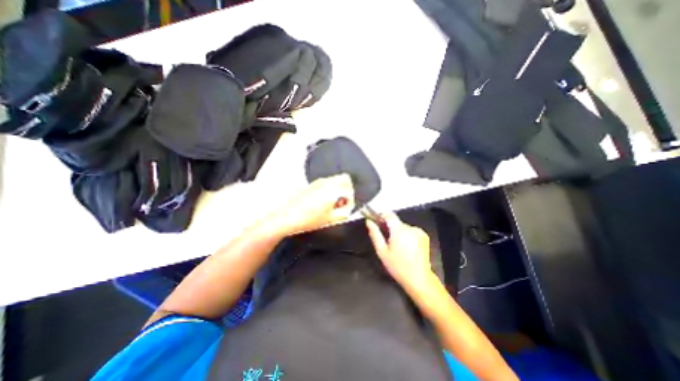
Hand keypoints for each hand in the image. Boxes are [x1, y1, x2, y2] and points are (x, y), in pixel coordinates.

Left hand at [271, 175, 355, 235]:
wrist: (287, 217)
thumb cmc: (306, 219)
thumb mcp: (331, 219)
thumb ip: (344, 212)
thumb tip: (348, 208)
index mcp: (333, 190)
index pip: (350, 190)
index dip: (351, 201)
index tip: (347, 207)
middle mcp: (326, 182)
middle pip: (345, 178)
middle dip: (347, 189)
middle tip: (344, 201)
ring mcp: (318, 182)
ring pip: (335, 179)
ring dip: (339, 188)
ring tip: (333, 202)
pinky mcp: (312, 184)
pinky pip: (326, 182)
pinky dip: (330, 188)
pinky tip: (325, 201)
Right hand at [366, 212, 435, 295]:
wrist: (418, 278)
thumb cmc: (397, 266)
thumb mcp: (382, 251)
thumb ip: (374, 234)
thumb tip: (368, 222)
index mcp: (399, 230)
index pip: (389, 214)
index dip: (382, 217)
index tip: (378, 224)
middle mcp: (410, 228)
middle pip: (396, 222)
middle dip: (390, 228)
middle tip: (387, 240)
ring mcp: (419, 231)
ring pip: (403, 227)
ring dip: (399, 232)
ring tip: (398, 247)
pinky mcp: (424, 236)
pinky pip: (411, 231)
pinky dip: (407, 236)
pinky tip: (406, 248)